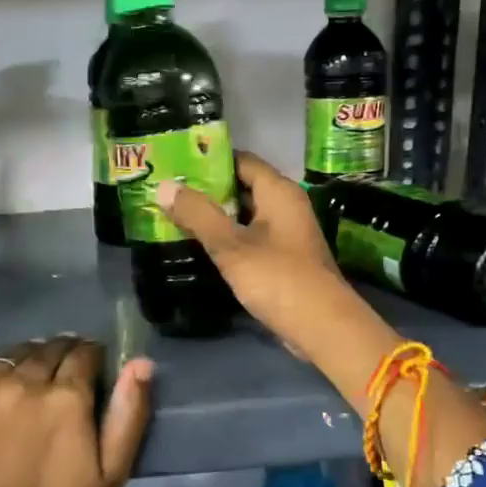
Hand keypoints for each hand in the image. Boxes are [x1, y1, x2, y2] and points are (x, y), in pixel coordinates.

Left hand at [0, 337, 152, 486]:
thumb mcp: (110, 475)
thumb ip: (129, 413)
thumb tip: (141, 363)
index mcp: (66, 397)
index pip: (84, 353)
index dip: (91, 357)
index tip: (91, 368)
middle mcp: (23, 382)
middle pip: (46, 349)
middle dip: (59, 356)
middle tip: (59, 377)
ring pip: (10, 358)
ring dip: (24, 364)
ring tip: (26, 388)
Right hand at [158, 152, 375, 365]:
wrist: (322, 327)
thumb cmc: (278, 278)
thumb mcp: (231, 245)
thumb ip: (197, 215)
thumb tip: (163, 186)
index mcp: (279, 192)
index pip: (241, 160)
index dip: (209, 159)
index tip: (176, 163)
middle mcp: (286, 206)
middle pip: (242, 186)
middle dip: (207, 189)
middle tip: (169, 190)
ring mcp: (286, 233)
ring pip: (244, 214)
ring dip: (215, 215)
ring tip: (176, 214)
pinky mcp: (284, 258)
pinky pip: (250, 237)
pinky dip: (228, 237)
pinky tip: (201, 244)